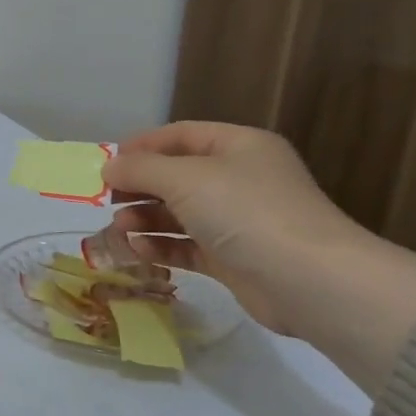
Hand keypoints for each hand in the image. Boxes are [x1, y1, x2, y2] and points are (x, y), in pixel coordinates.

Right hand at [102, 123, 415, 393]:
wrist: (309, 280)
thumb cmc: (246, 212)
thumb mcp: (185, 178)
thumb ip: (140, 169)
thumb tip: (109, 167)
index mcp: (238, 147)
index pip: (181, 135)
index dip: (142, 145)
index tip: (107, 163)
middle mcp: (240, 179)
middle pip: (177, 175)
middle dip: (139, 186)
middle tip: (106, 199)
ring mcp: (238, 221)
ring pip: (179, 213)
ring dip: (145, 218)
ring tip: (119, 228)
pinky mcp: (233, 259)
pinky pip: (187, 245)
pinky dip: (161, 246)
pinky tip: (137, 250)